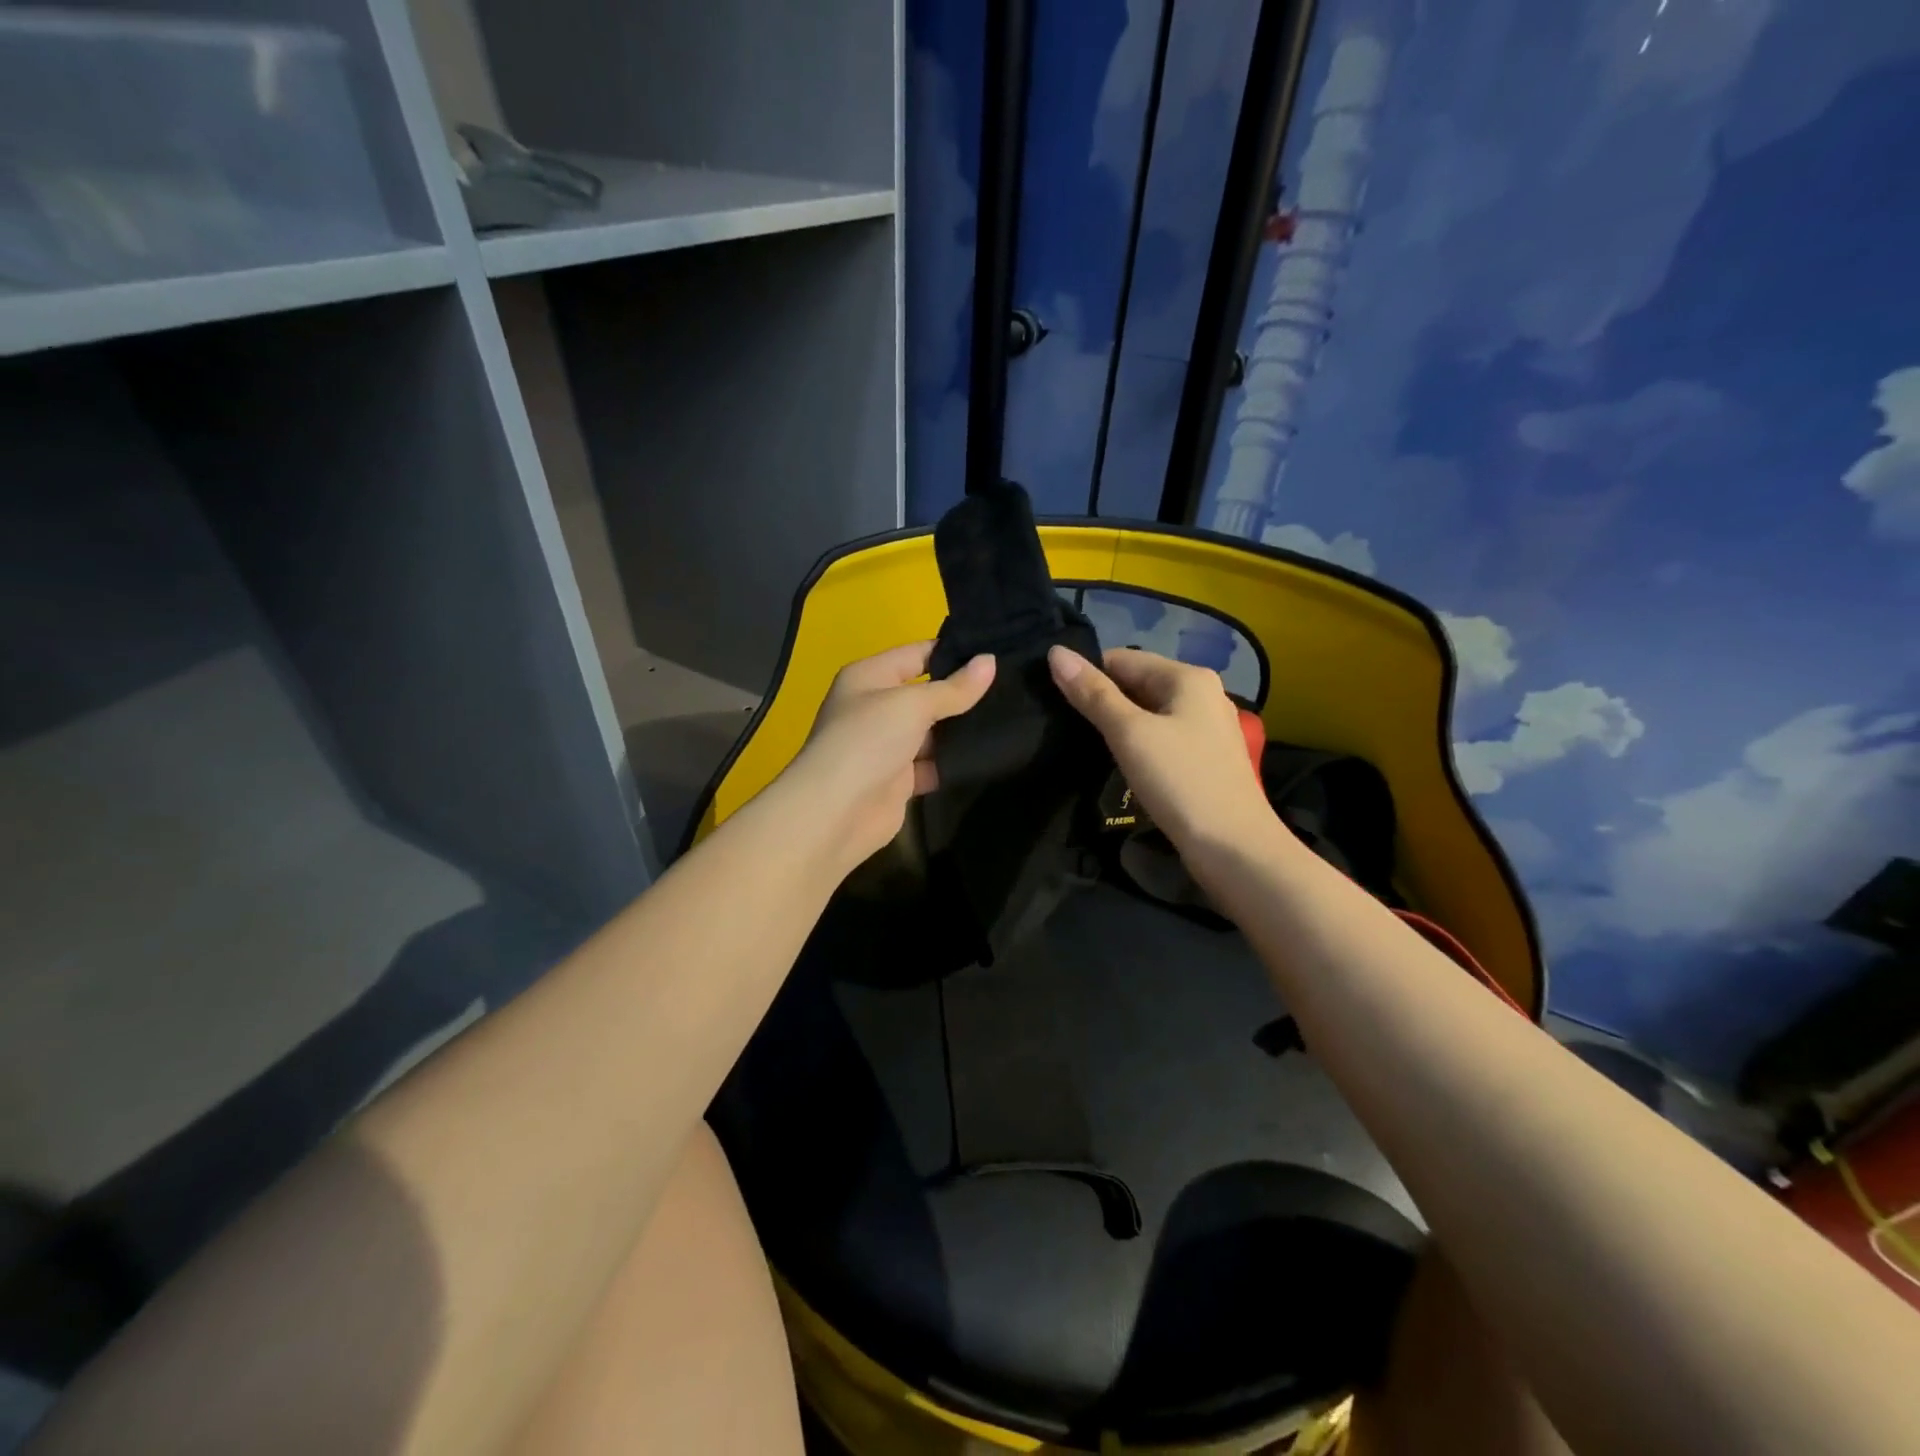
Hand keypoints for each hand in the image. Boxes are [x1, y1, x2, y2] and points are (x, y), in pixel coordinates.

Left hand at [780, 641, 995, 870]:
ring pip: (933, 731)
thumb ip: (954, 688)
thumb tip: (990, 660)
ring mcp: (887, 745)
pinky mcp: (899, 780)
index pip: (917, 654)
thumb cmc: (868, 741)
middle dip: (963, 693)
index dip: (954, 652)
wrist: (836, 813)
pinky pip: (933, 764)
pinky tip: (989, 754)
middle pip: (927, 693)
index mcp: (869, 677)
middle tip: (1011, 687)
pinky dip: (954, 762)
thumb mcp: (912, 705)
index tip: (997, 652)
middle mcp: (876, 708)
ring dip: (962, 730)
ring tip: (1010, 719)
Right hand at [1048, 645, 1273, 853]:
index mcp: (1188, 677)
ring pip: (1150, 713)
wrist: (1233, 848)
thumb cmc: (1180, 781)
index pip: (1122, 659)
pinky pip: (1163, 737)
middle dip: (1103, 701)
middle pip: (1138, 683)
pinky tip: (1121, 764)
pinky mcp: (1207, 758)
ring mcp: (1208, 727)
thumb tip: (1056, 652)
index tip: (1055, 701)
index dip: (1087, 676)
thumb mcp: (1129, 733)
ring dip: (1120, 725)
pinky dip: (1140, 745)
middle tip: (1065, 726)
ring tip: (1086, 745)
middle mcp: (1203, 694)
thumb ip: (1092, 693)